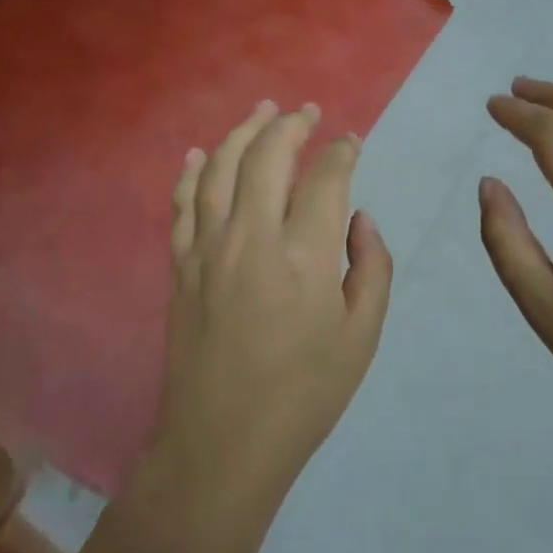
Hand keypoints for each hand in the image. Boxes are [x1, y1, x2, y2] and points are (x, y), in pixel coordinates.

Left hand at [156, 101, 393, 515]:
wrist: (224, 442)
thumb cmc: (304, 393)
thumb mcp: (362, 336)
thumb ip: (371, 267)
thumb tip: (360, 220)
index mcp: (305, 255)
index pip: (326, 179)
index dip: (341, 152)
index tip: (350, 142)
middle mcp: (252, 237)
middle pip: (268, 156)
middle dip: (291, 125)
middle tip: (307, 111)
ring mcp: (208, 248)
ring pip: (221, 168)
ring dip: (243, 131)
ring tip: (261, 110)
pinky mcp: (180, 266)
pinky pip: (182, 204)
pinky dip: (192, 172)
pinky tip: (200, 153)